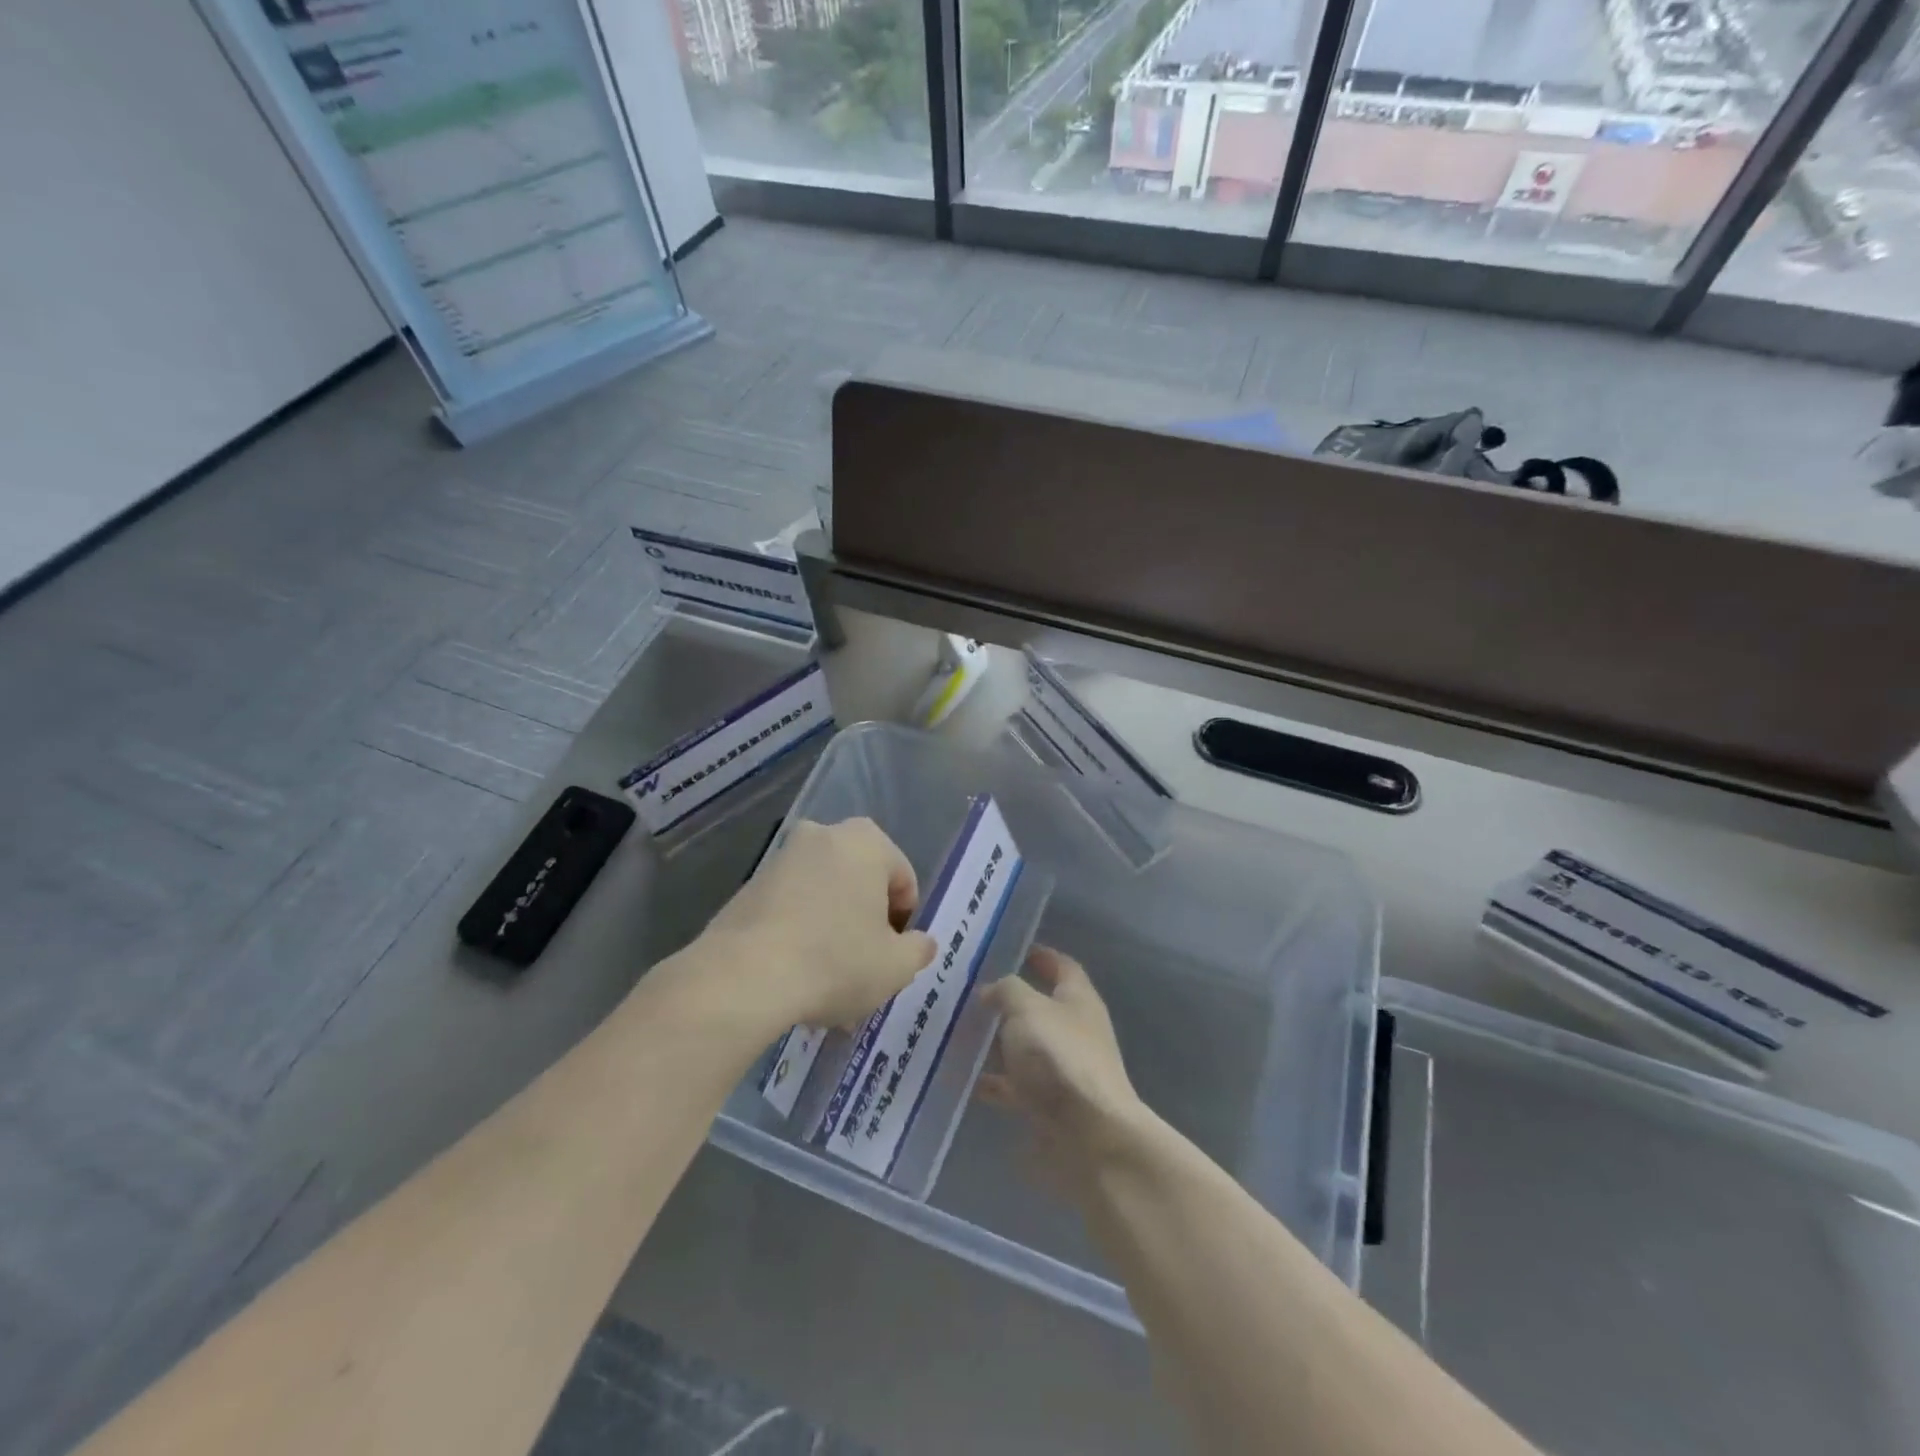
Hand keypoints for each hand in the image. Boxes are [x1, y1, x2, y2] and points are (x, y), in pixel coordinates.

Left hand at [705, 818, 936, 1029]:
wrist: (743, 977)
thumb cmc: (835, 961)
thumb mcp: (896, 967)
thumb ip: (918, 950)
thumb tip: (921, 943)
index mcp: (866, 841)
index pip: (902, 879)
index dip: (903, 921)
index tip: (892, 955)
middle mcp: (823, 835)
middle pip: (861, 881)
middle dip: (866, 920)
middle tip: (863, 965)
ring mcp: (781, 857)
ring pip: (824, 894)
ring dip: (832, 927)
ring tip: (827, 978)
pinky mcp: (748, 885)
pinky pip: (791, 906)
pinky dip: (800, 931)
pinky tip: (796, 974)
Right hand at [978, 948, 1146, 1178]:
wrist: (1088, 1139)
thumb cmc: (1059, 1059)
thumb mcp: (1027, 1009)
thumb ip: (1006, 991)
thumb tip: (991, 991)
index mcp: (1078, 1000)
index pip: (1062, 966)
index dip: (1039, 955)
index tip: (1009, 948)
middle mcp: (1074, 1031)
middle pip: (1039, 1007)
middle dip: (1006, 1000)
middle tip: (966, 992)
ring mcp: (1062, 1070)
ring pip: (1024, 1047)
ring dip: (995, 1041)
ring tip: (956, 1033)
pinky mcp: (1049, 1106)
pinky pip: (1015, 1086)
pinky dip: (993, 1082)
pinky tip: (963, 1079)